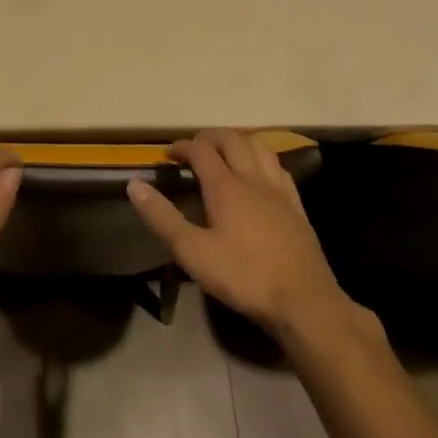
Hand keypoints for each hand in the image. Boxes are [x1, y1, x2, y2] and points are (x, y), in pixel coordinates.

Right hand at [127, 130, 350, 337]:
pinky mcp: (297, 206)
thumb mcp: (192, 252)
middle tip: (194, 148)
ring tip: (226, 153)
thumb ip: (162, 217)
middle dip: (210, 137)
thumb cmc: (243, 276)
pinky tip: (260, 174)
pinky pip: (279, 168)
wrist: (303, 301)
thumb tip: (135, 185)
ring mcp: (279, 191)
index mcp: (225, 186)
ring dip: (239, 142)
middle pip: (233, 140)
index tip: (168, 153)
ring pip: (260, 147)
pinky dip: (263, 160)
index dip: (182, 146)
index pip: (201, 151)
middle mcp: (253, 179)